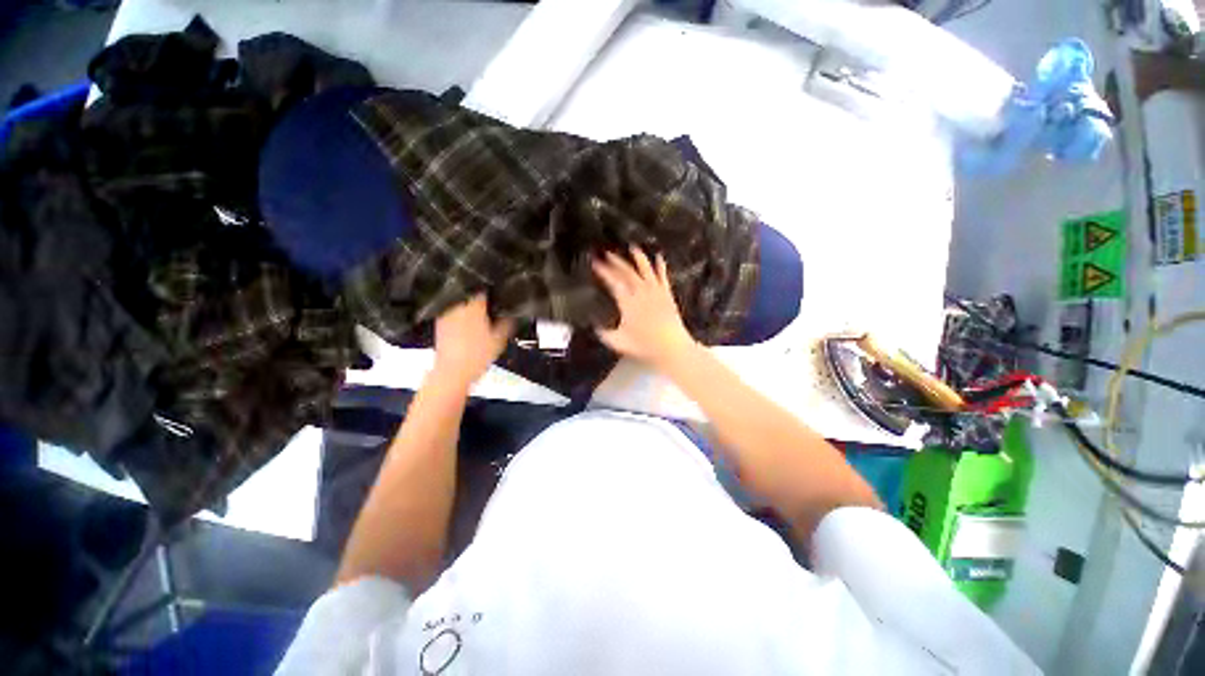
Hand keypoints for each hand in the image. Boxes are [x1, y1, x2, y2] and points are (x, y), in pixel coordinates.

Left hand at [431, 295, 513, 387]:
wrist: (452, 372)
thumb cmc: (477, 355)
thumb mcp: (500, 339)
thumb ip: (507, 322)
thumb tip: (511, 313)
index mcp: (473, 305)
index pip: (483, 288)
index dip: (492, 290)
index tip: (498, 294)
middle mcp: (457, 305)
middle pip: (470, 293)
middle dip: (481, 297)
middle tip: (491, 305)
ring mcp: (446, 314)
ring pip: (461, 303)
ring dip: (470, 306)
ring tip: (481, 315)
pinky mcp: (439, 323)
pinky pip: (453, 313)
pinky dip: (461, 316)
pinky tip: (468, 325)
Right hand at [592, 247, 695, 367]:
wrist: (672, 347)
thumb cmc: (644, 346)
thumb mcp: (618, 342)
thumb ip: (604, 333)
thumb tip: (595, 326)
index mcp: (628, 302)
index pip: (613, 281)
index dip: (603, 271)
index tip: (595, 263)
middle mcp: (642, 292)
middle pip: (628, 272)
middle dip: (616, 262)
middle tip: (607, 254)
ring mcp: (656, 292)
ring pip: (646, 269)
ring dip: (639, 257)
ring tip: (633, 247)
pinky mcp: (667, 294)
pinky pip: (663, 276)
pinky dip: (660, 266)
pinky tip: (659, 257)